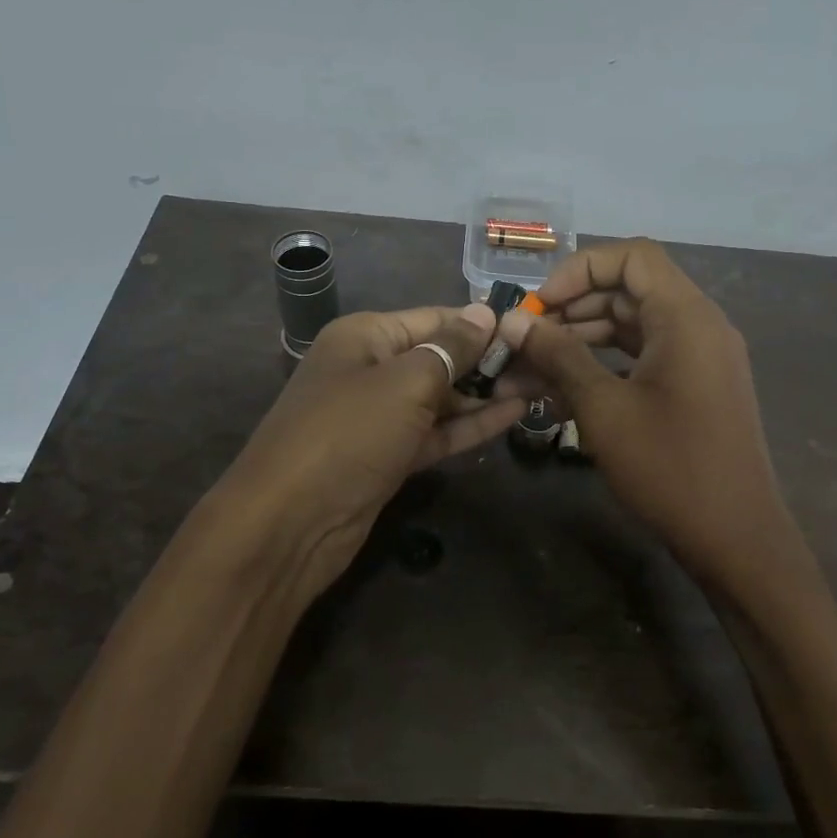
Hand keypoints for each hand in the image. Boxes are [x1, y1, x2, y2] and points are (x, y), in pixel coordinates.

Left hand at [214, 303, 523, 599]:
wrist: (290, 524)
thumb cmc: (348, 433)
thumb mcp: (405, 382)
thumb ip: (451, 348)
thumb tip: (486, 313)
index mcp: (366, 337)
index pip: (435, 318)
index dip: (481, 324)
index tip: (531, 329)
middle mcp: (372, 369)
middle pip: (440, 356)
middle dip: (489, 360)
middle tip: (546, 363)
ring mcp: (380, 416)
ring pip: (442, 396)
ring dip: (487, 393)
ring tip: (541, 386)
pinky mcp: (390, 456)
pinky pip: (436, 431)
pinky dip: (471, 423)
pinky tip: (514, 414)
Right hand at [497, 240, 814, 595]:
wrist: (736, 539)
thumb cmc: (669, 467)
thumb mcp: (603, 408)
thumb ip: (558, 355)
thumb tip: (512, 322)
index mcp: (686, 316)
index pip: (632, 256)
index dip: (579, 269)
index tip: (540, 306)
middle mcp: (699, 325)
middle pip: (630, 290)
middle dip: (573, 308)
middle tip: (527, 340)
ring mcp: (700, 357)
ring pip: (634, 325)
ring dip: (583, 338)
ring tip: (533, 366)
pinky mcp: (695, 387)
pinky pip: (645, 356)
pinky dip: (606, 363)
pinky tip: (565, 388)